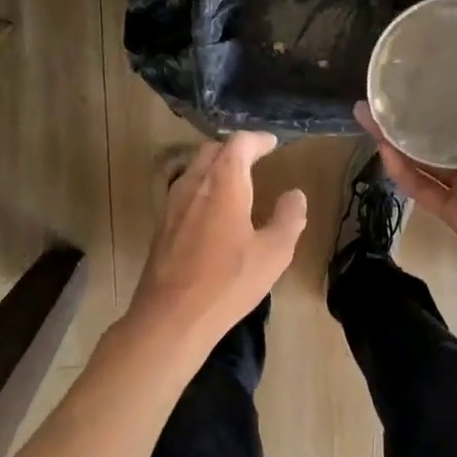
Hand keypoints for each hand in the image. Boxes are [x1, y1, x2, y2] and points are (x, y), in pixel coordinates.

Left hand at [127, 132, 307, 348]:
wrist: (171, 316)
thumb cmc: (228, 282)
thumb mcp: (274, 253)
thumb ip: (289, 218)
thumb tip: (294, 195)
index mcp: (223, 183)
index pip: (238, 144)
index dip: (257, 140)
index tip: (272, 143)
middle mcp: (194, 184)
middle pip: (212, 151)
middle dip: (235, 150)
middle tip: (256, 158)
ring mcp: (172, 204)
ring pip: (194, 170)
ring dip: (216, 167)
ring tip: (236, 180)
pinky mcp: (162, 226)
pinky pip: (185, 191)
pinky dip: (203, 187)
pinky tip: (213, 210)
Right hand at [356, 26, 456, 309]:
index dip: (453, 87)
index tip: (430, 63)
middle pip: (440, 131)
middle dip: (412, 110)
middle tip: (383, 85)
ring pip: (423, 158)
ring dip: (394, 137)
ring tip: (366, 111)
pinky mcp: (454, 214)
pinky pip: (422, 189)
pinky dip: (402, 171)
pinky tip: (383, 149)